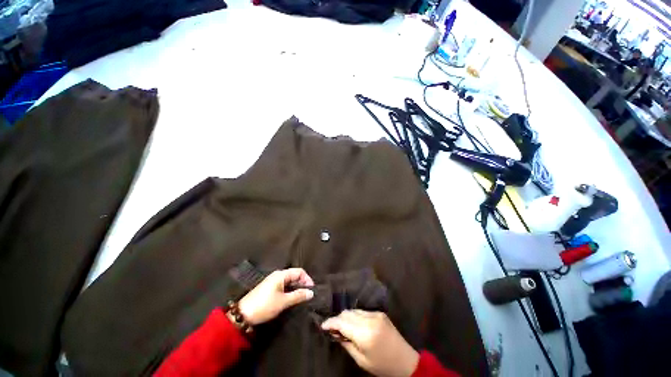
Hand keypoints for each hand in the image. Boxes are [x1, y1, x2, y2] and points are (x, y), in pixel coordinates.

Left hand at [237, 268, 313, 324]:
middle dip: (303, 283)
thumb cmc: (265, 305)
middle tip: (308, 294)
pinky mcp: (270, 288)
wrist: (243, 314)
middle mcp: (278, 275)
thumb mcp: (283, 301)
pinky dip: (290, 290)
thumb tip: (311, 292)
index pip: (299, 271)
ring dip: (297, 287)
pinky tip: (292, 298)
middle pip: (294, 275)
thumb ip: (298, 295)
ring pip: (290, 281)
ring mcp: (273, 281)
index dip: (307, 279)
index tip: (312, 290)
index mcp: (281, 274)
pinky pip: (284, 285)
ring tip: (302, 297)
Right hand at [321, 310, 418, 376]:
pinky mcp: (380, 313)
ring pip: (354, 310)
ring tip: (342, 327)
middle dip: (338, 319)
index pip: (342, 322)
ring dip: (346, 317)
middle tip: (332, 329)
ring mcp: (376, 314)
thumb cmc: (382, 365)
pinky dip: (355, 316)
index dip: (331, 322)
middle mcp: (370, 319)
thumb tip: (335, 333)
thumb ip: (347, 344)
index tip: (322, 325)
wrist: (405, 361)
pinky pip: (362, 312)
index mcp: (365, 333)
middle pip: (347, 313)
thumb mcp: (361, 360)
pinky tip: (354, 324)